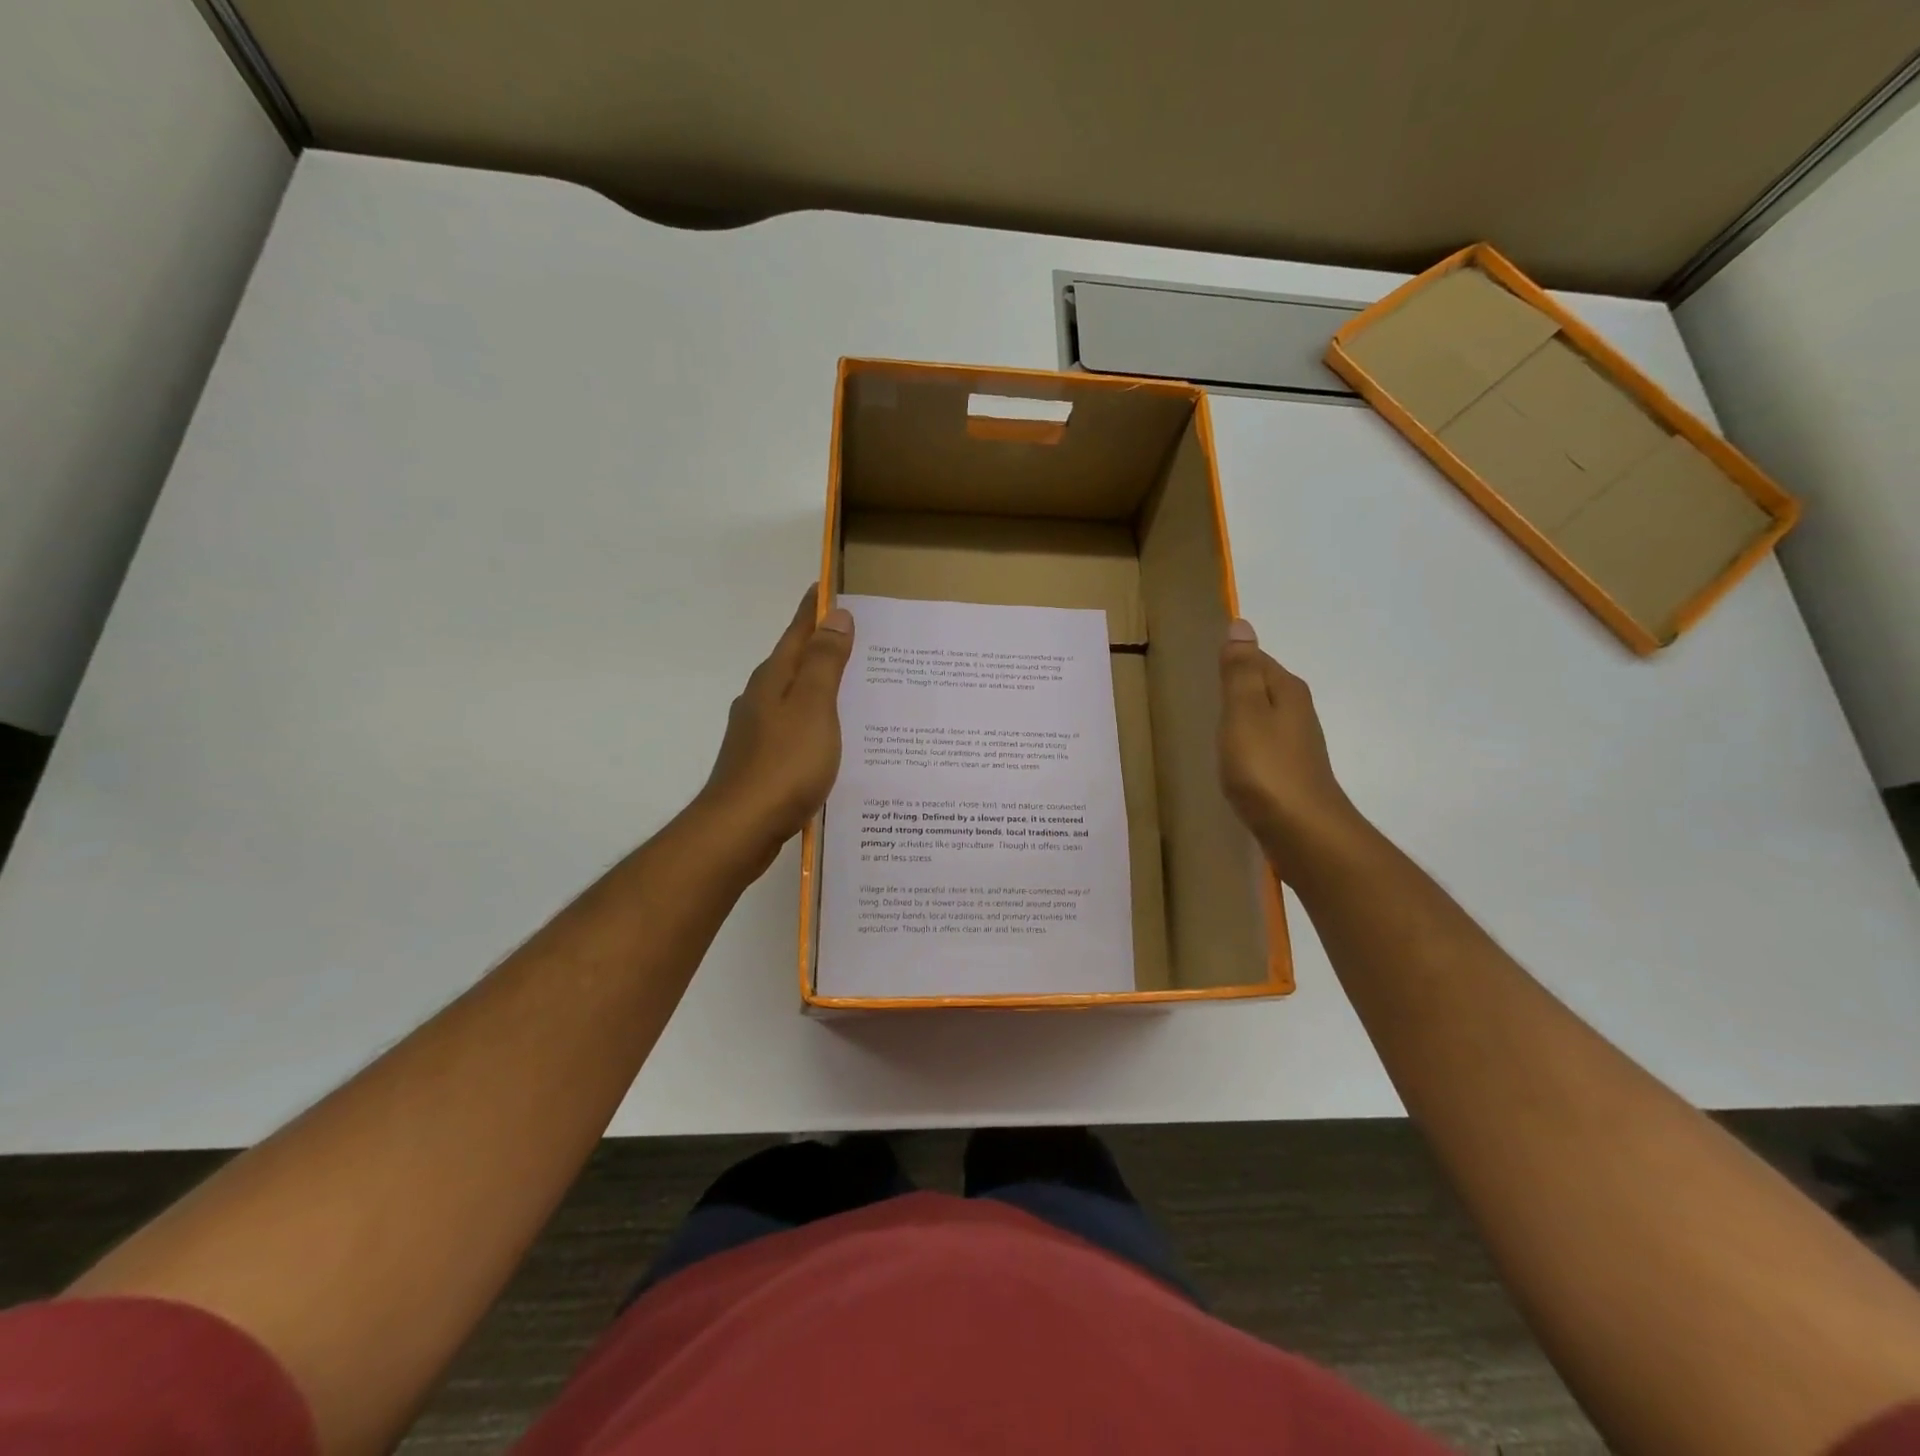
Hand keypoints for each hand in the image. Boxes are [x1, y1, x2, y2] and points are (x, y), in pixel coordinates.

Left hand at [693, 586, 853, 872]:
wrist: (741, 828)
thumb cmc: (784, 765)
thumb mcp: (814, 708)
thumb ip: (825, 663)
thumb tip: (836, 616)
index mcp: (774, 680)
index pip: (799, 632)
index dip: (816, 610)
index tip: (831, 586)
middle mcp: (760, 699)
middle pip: (794, 662)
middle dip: (820, 645)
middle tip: (856, 636)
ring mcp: (757, 731)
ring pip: (793, 696)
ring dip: (818, 684)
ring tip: (851, 685)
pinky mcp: (760, 761)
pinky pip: (794, 726)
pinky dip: (813, 719)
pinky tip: (829, 736)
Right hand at [1218, 618, 1360, 879]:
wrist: (1303, 832)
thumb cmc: (1266, 768)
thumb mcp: (1243, 713)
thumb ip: (1239, 672)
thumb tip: (1241, 625)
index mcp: (1285, 691)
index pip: (1257, 659)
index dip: (1233, 658)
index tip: (1203, 661)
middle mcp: (1297, 712)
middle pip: (1263, 687)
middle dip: (1238, 685)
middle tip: (1202, 687)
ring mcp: (1297, 745)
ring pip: (1264, 717)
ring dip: (1242, 715)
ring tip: (1212, 720)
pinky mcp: (1290, 774)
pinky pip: (1263, 746)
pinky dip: (1247, 744)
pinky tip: (1232, 757)